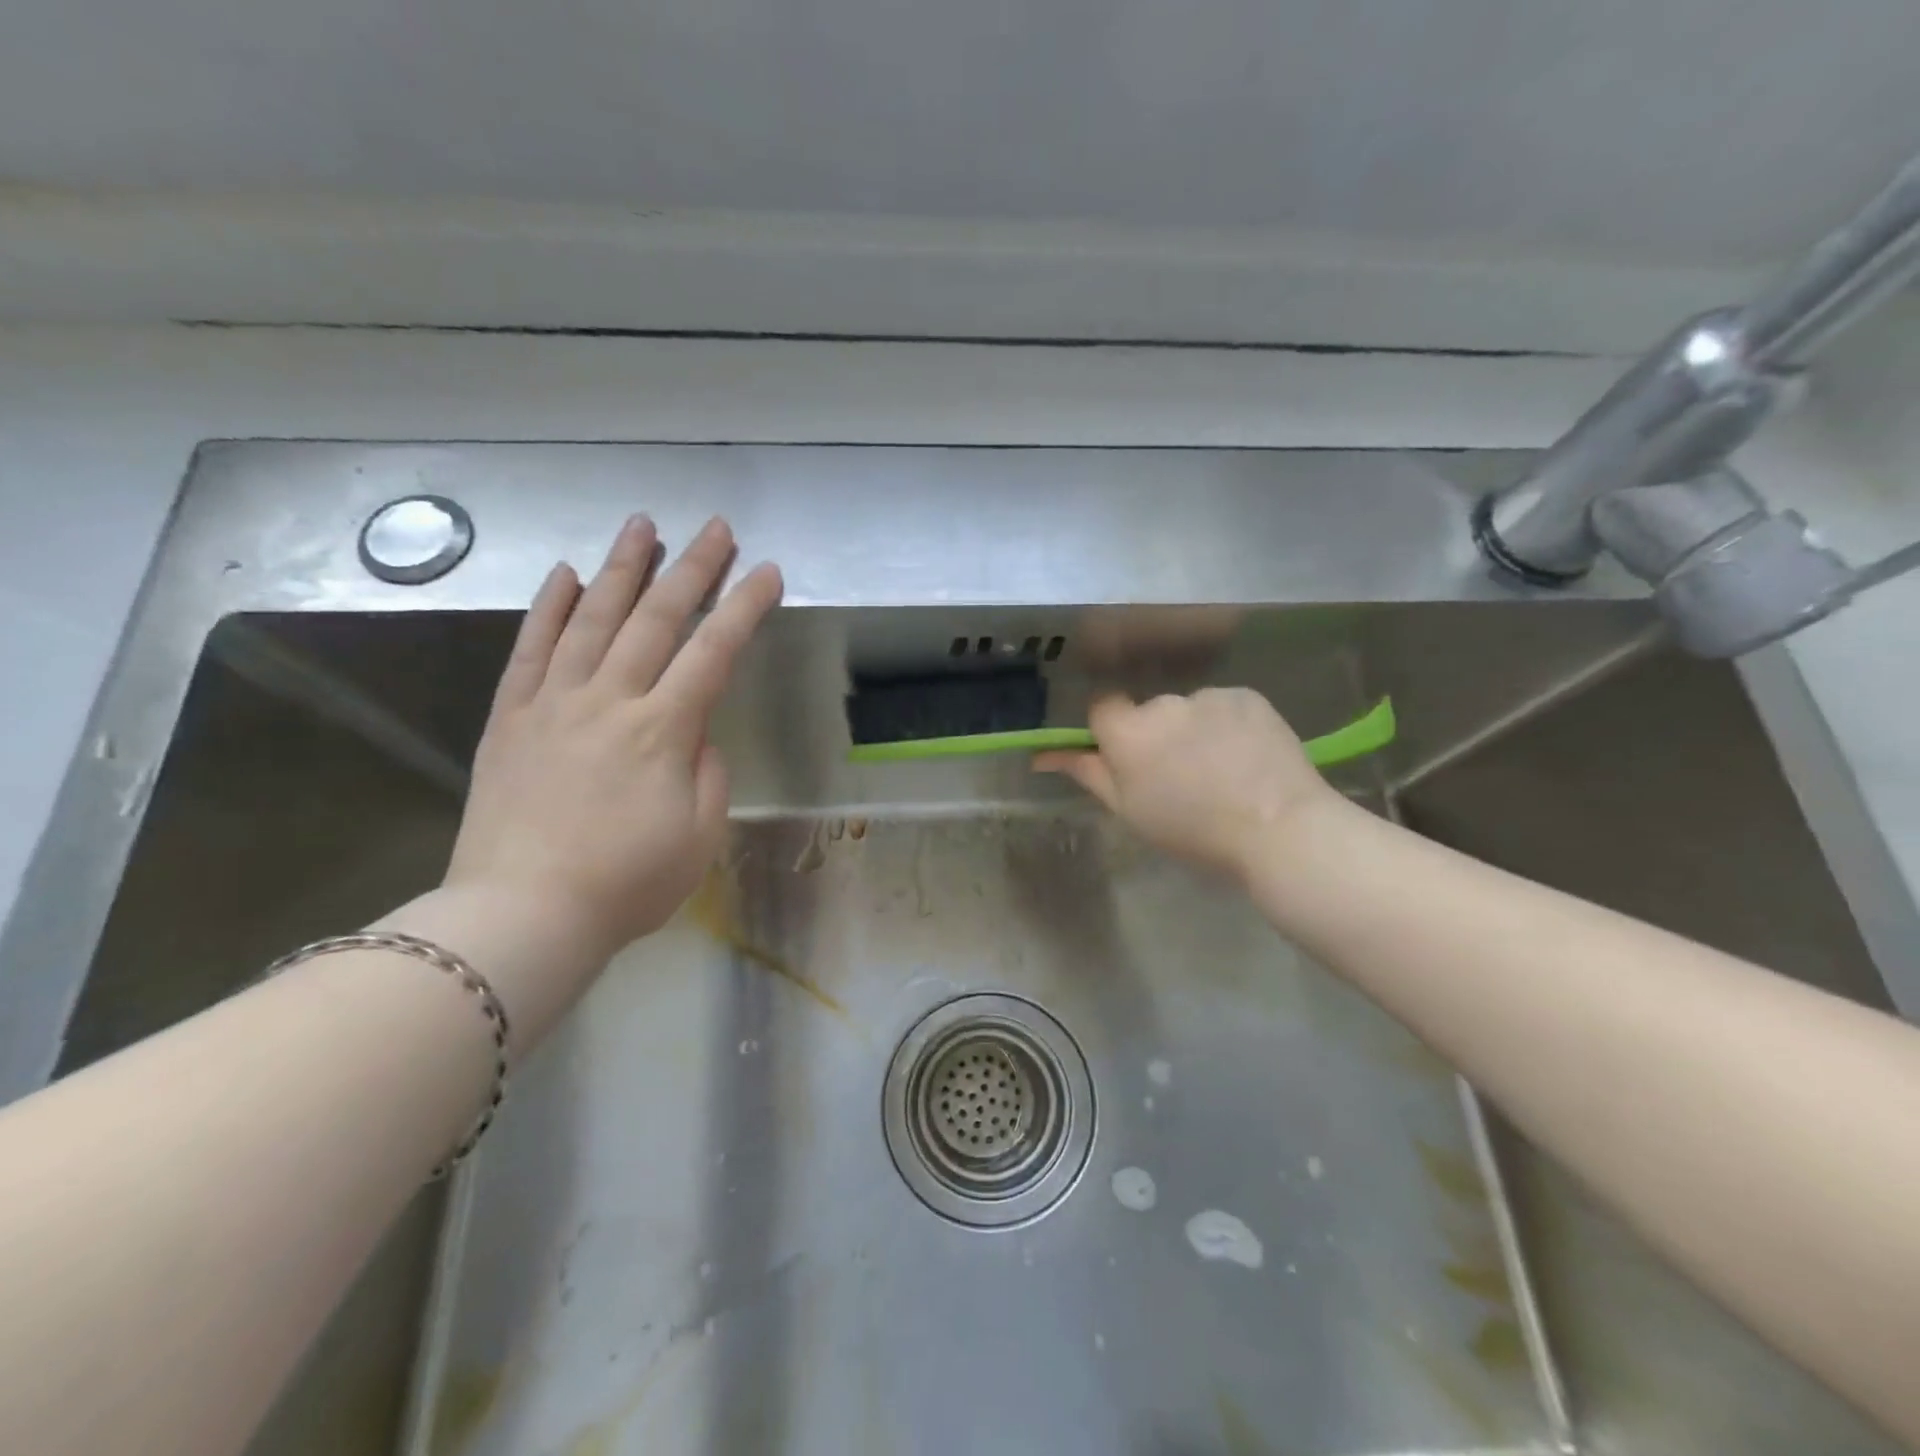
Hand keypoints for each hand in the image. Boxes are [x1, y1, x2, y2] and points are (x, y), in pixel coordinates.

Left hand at [444, 515, 781, 965]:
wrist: (522, 914)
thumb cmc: (627, 883)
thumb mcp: (700, 836)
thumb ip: (709, 773)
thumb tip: (697, 734)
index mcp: (663, 732)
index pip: (714, 652)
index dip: (744, 607)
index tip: (767, 572)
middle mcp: (610, 701)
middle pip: (657, 619)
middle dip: (691, 568)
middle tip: (714, 528)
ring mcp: (555, 703)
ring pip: (592, 618)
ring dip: (622, 567)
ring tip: (642, 525)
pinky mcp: (511, 717)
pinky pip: (531, 649)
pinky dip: (550, 607)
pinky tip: (566, 574)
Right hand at [1034, 688, 1338, 879]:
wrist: (1280, 829)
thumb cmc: (1194, 831)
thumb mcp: (1130, 811)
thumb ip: (1087, 774)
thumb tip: (1044, 754)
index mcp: (1129, 733)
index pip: (1102, 708)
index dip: (1113, 733)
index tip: (1130, 761)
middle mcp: (1164, 704)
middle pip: (1148, 711)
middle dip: (1156, 735)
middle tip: (1181, 777)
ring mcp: (1209, 696)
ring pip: (1188, 709)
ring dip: (1194, 730)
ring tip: (1222, 770)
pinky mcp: (1247, 695)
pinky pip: (1223, 706)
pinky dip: (1228, 725)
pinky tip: (1247, 757)